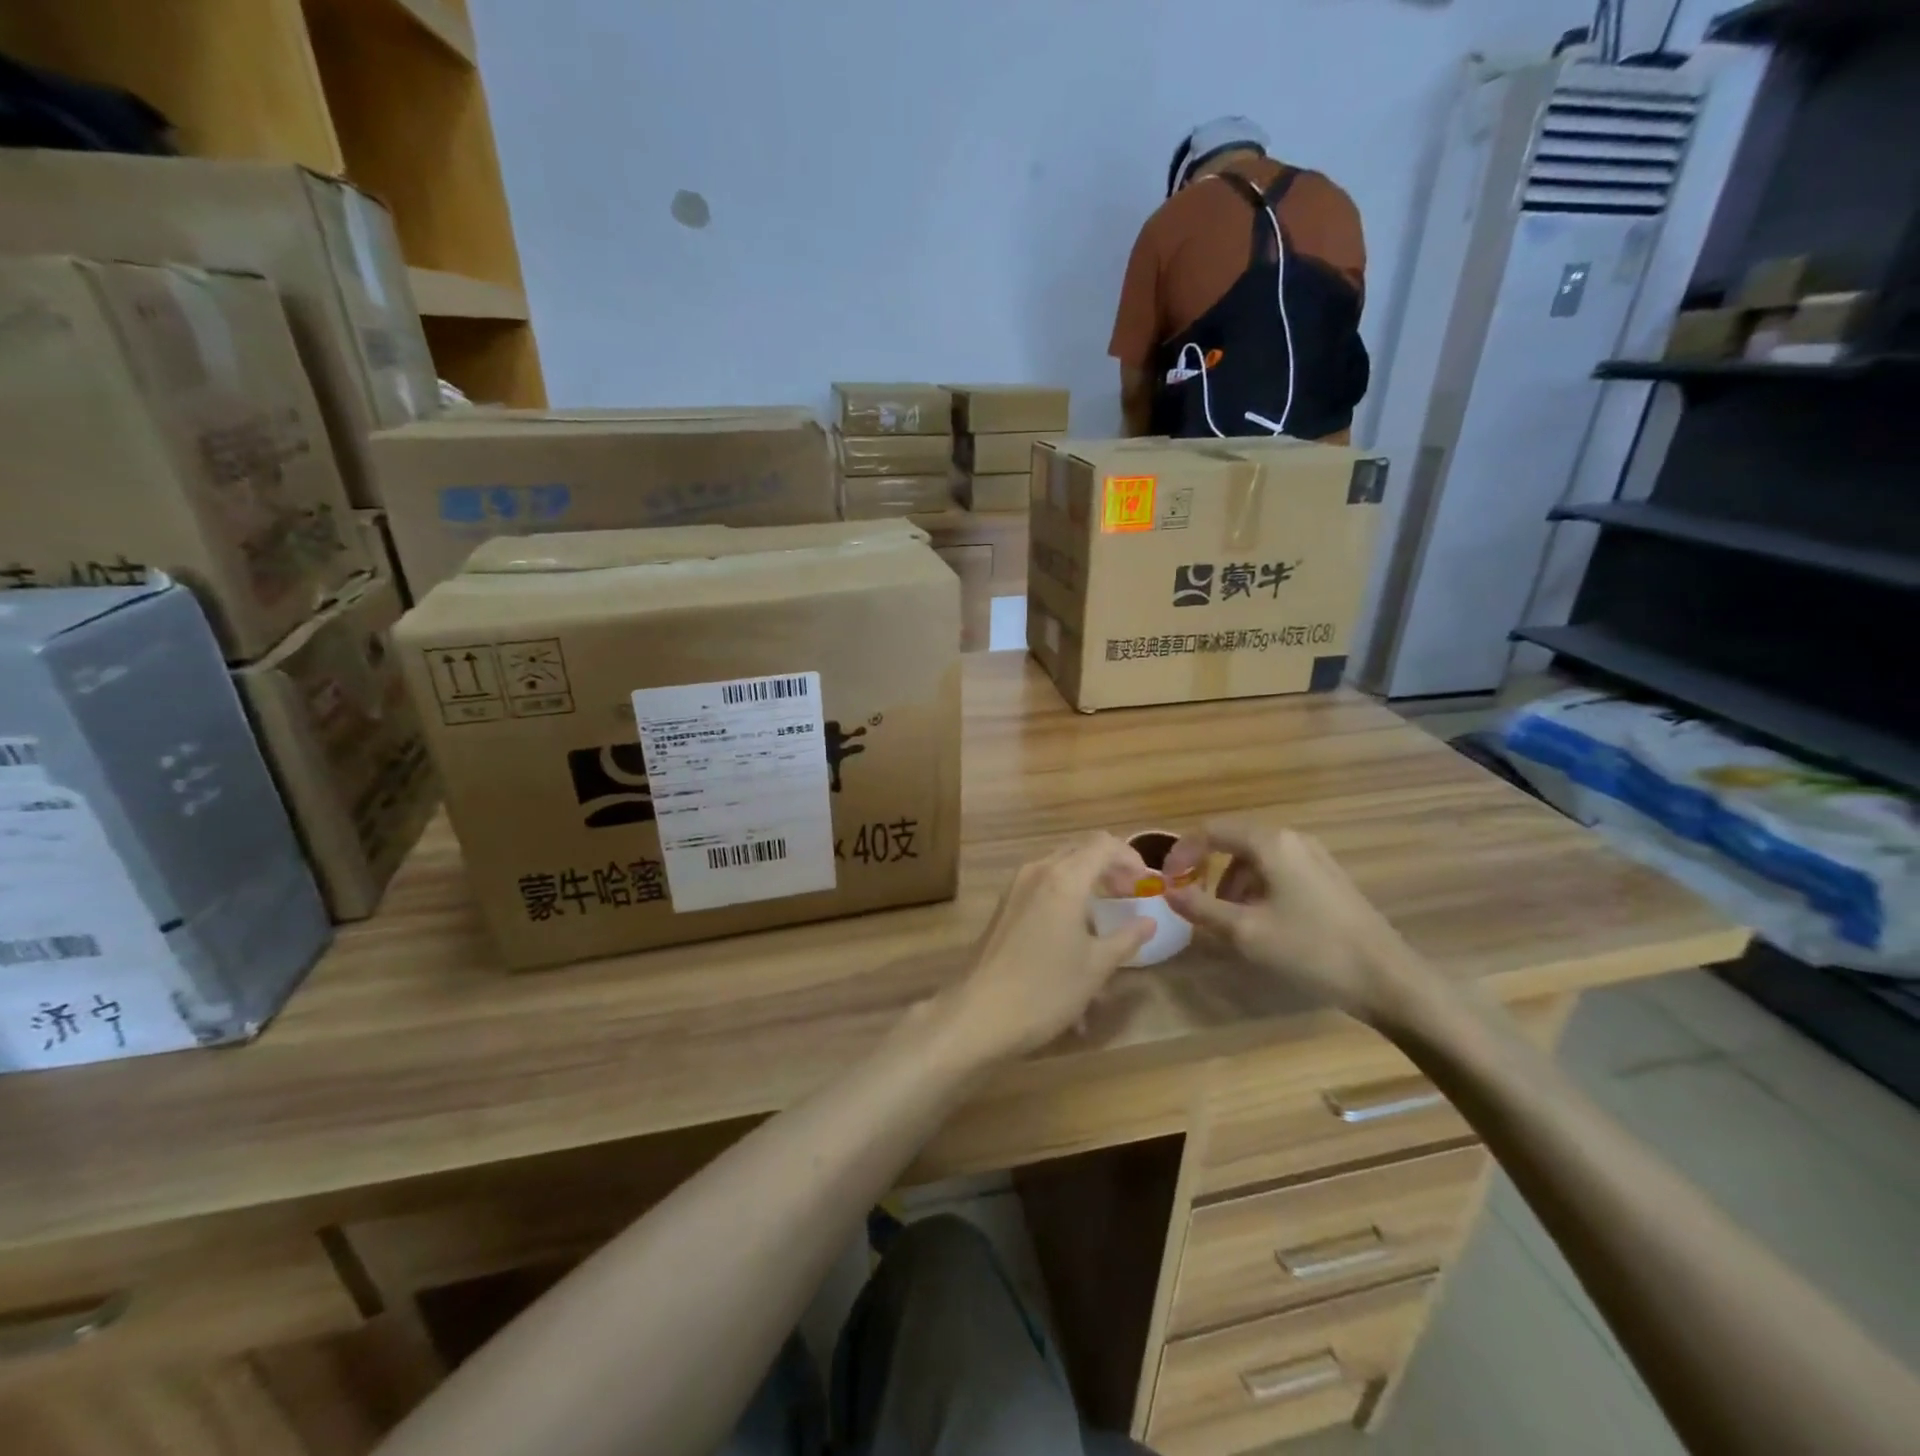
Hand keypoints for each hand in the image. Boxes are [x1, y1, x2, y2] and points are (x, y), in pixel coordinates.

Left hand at [938, 834, 1153, 1063]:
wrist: (980, 1013)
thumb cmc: (1046, 989)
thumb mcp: (1096, 966)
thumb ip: (1126, 938)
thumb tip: (1148, 922)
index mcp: (1064, 878)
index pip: (1104, 844)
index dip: (1131, 858)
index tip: (1147, 884)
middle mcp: (1037, 872)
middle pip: (1080, 852)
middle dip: (1109, 868)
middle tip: (1130, 896)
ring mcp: (1015, 887)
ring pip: (1059, 869)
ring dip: (1086, 883)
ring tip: (1103, 919)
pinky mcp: (1003, 905)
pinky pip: (1041, 887)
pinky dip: (1063, 897)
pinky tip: (1073, 935)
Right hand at [1163, 822, 1428, 1026]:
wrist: (1388, 980)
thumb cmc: (1310, 950)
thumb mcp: (1245, 932)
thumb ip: (1200, 907)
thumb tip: (1167, 891)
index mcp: (1270, 843)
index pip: (1210, 831)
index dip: (1181, 853)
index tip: (1165, 882)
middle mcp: (1292, 839)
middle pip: (1233, 842)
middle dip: (1207, 869)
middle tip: (1193, 902)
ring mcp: (1315, 858)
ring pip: (1255, 859)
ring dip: (1231, 883)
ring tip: (1227, 921)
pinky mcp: (1328, 879)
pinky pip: (1278, 872)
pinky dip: (1256, 890)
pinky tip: (1260, 924)